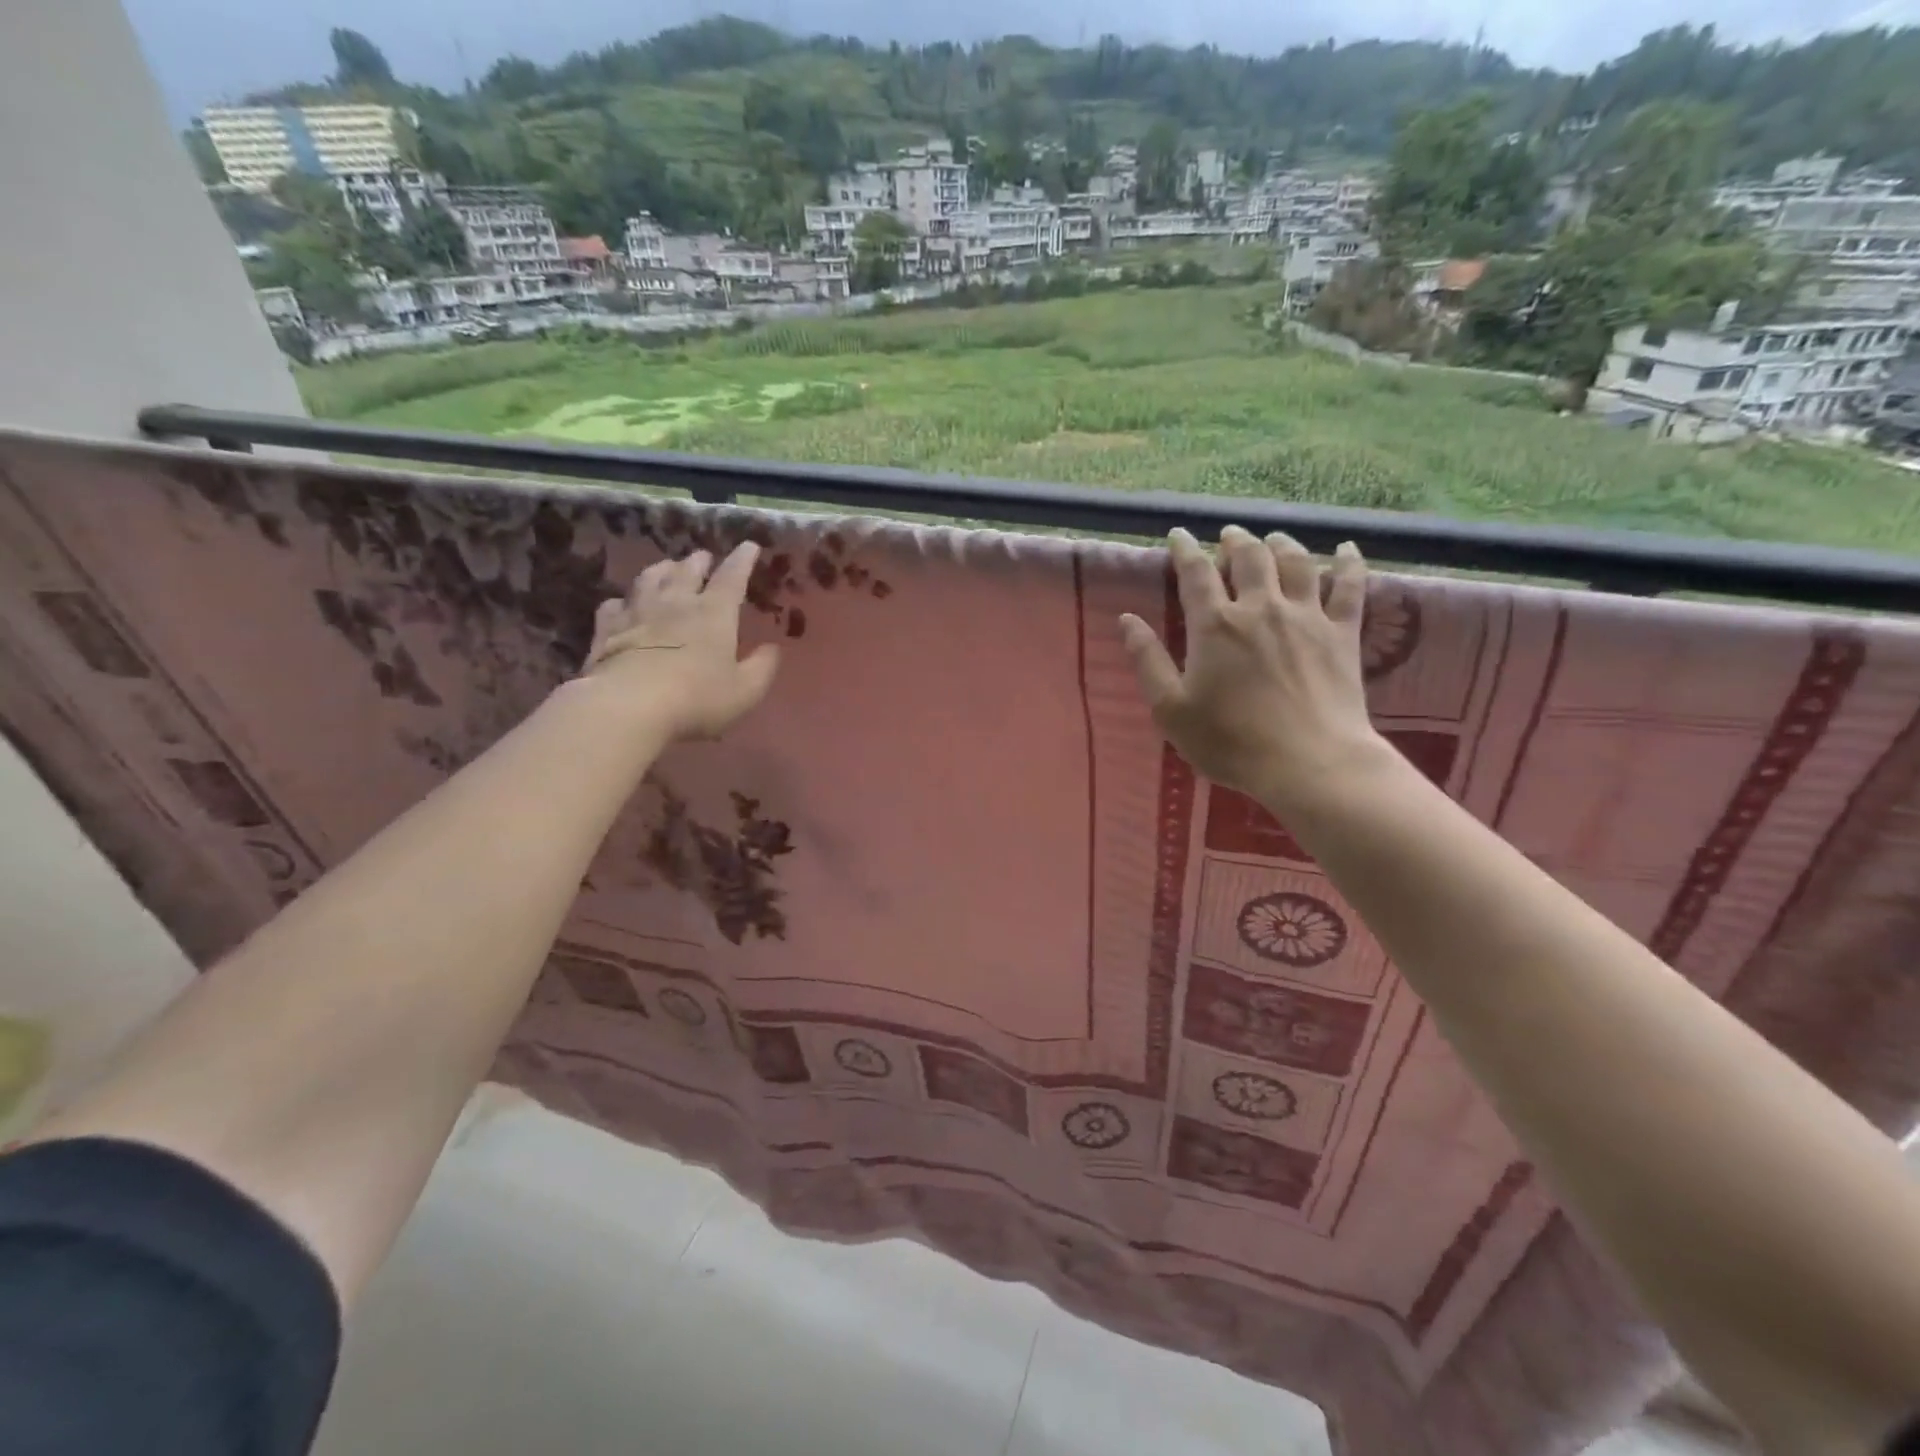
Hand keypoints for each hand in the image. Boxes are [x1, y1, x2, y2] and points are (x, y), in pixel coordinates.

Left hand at [579, 542, 779, 740]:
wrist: (628, 706)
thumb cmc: (697, 698)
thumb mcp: (745, 690)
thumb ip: (762, 667)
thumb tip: (772, 649)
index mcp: (714, 613)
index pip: (732, 577)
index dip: (742, 560)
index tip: (749, 546)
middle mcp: (676, 602)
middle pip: (687, 571)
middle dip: (698, 561)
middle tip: (703, 558)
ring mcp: (638, 612)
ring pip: (650, 578)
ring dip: (662, 570)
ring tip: (667, 568)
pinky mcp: (607, 629)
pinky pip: (615, 604)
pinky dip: (624, 600)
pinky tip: (624, 604)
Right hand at [1119, 526, 1385, 811]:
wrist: (1309, 763)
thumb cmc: (1230, 742)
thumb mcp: (1171, 709)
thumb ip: (1148, 661)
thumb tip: (1127, 620)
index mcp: (1215, 625)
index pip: (1195, 573)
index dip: (1185, 550)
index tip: (1178, 535)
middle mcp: (1260, 608)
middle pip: (1249, 557)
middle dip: (1235, 541)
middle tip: (1228, 536)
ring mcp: (1307, 616)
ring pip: (1295, 562)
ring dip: (1281, 544)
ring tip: (1272, 539)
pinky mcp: (1343, 633)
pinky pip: (1350, 587)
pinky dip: (1348, 563)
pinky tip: (1346, 549)